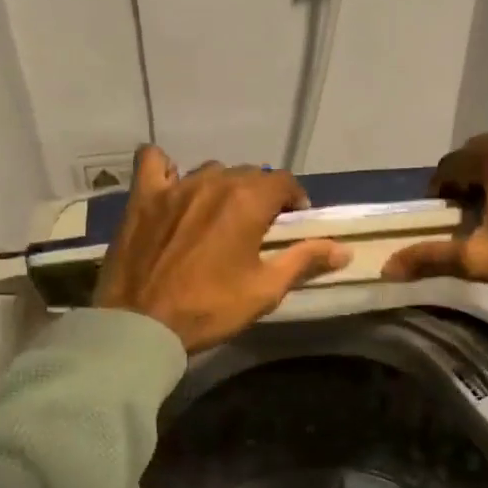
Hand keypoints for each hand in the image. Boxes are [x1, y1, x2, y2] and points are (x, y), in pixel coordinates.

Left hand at [95, 147, 351, 350]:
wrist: (143, 325)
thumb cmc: (210, 309)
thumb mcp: (265, 290)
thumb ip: (304, 260)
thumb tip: (344, 249)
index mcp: (248, 201)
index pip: (283, 181)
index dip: (294, 199)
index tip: (293, 222)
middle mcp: (213, 182)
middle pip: (248, 174)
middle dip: (260, 194)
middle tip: (258, 226)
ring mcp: (174, 186)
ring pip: (209, 170)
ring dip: (222, 186)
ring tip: (219, 215)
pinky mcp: (142, 197)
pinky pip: (153, 162)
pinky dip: (166, 168)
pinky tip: (172, 186)